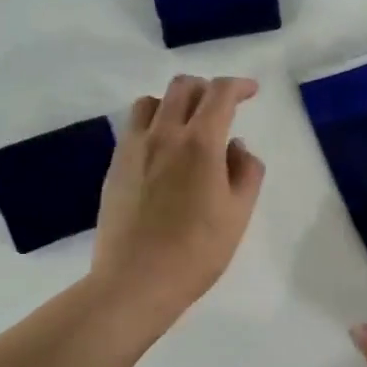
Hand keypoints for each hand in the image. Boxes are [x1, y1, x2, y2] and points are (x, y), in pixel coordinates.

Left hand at [91, 75, 265, 322]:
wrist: (135, 280)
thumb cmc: (197, 251)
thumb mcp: (238, 213)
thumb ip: (246, 171)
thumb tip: (236, 146)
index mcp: (200, 142)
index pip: (220, 94)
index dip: (239, 86)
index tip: (251, 91)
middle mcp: (164, 134)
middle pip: (182, 87)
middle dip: (207, 87)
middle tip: (222, 106)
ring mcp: (134, 148)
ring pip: (151, 102)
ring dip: (174, 102)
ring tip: (187, 124)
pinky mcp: (115, 166)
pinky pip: (134, 127)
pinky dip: (153, 123)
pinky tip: (162, 150)